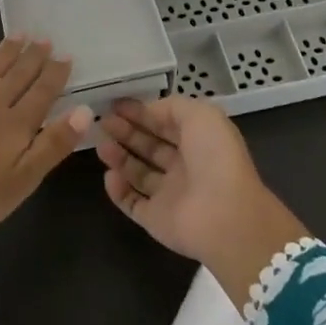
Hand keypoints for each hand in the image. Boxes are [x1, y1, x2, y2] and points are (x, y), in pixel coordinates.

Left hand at [0, 37, 91, 242]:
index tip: (66, 54)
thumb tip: (84, 111)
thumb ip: (53, 144)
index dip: (55, 74)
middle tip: (43, 38)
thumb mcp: (23, 180)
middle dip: (31, 58)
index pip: (41, 93)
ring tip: (16, 35)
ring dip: (2, 55)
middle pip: (15, 77)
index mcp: (15, 125)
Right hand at [98, 96, 306, 308]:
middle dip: (126, 132)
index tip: (116, 105)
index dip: (142, 112)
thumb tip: (148, 110)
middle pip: (150, 146)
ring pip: (138, 173)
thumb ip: (172, 107)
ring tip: (101, 145)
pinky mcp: (156, 219)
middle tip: (103, 122)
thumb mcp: (201, 115)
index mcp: (199, 141)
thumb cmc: (215, 157)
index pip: (165, 123)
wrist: (225, 215)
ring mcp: (170, 195)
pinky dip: (118, 190)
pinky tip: (109, 175)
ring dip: (119, 157)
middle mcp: (185, 167)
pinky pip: (132, 202)